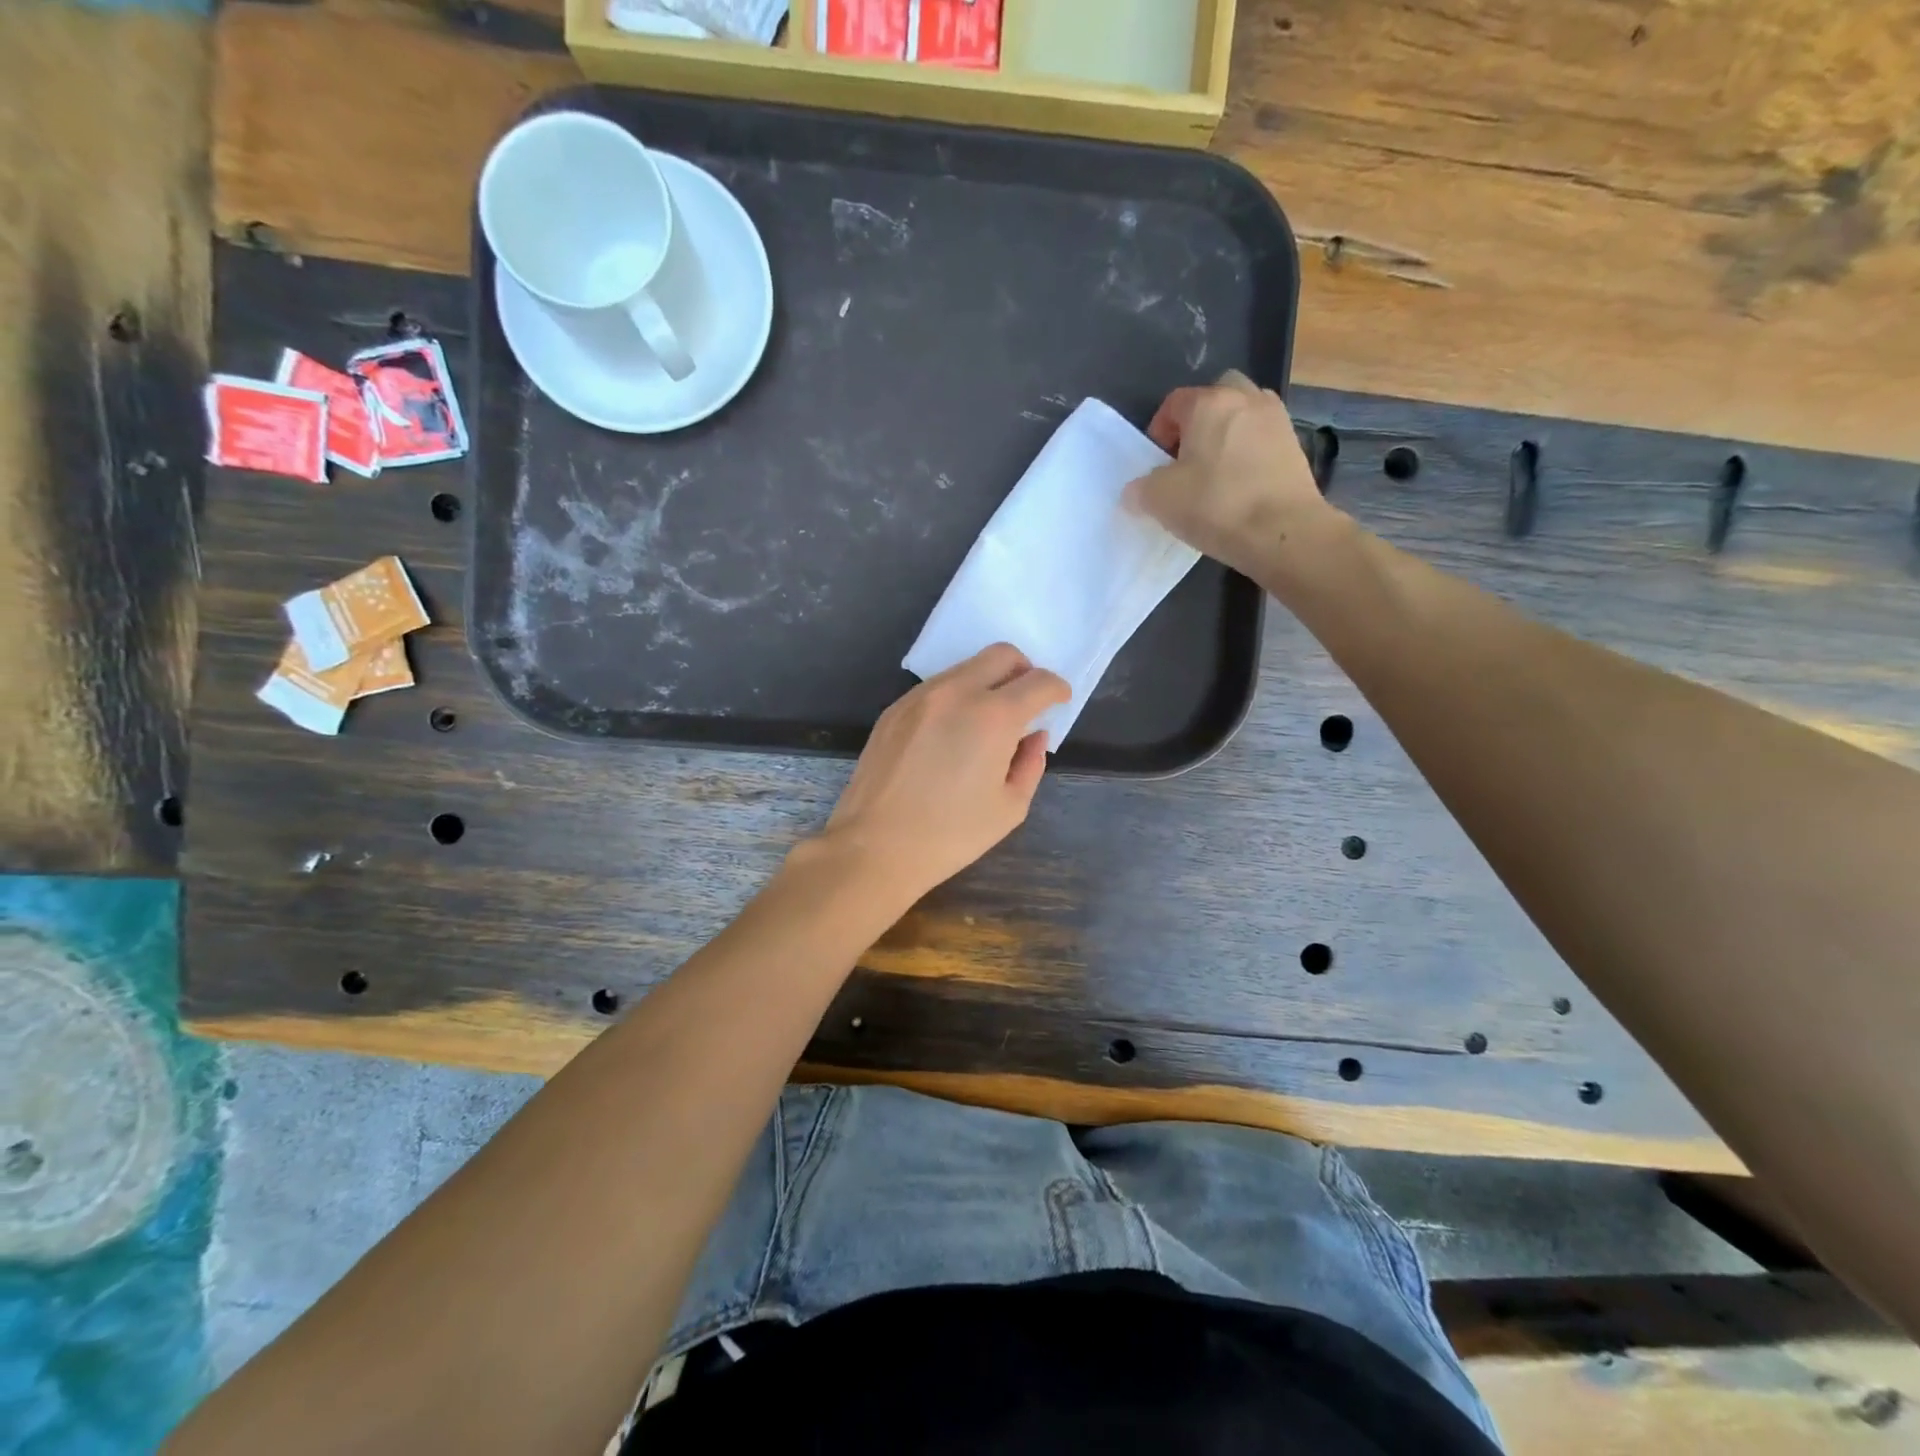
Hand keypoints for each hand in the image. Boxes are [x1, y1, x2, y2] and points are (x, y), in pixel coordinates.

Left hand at [804, 645, 1069, 905]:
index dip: (1057, 689)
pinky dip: (956, 697)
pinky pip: (937, 687)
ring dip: (987, 683)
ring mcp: (920, 696)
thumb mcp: (1009, 808)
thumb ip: (1031, 763)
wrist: (874, 847)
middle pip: (1001, 655)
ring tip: (987, 724)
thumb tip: (1033, 736)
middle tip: (1027, 703)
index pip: (1038, 681)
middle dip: (1024, 671)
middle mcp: (956, 692)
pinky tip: (951, 735)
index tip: (1060, 701)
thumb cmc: (950, 835)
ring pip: (965, 667)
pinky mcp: (894, 709)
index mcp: (993, 716)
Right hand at [1129, 370, 1336, 579]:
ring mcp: (1277, 421)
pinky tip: (1239, 487)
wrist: (1283, 532)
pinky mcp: (1296, 447)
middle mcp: (1247, 400)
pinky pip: (1262, 441)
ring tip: (1214, 473)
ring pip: (1243, 416)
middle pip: (1215, 397)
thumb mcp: (1159, 500)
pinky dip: (1248, 455)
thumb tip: (1137, 491)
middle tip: (1187, 458)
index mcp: (1209, 403)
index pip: (1174, 402)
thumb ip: (1140, 489)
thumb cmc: (1215, 505)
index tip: (1155, 463)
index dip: (1158, 430)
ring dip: (1226, 436)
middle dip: (1198, 422)